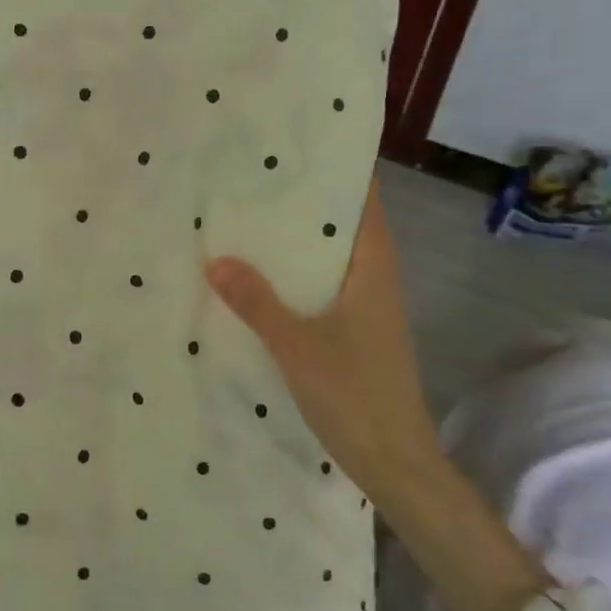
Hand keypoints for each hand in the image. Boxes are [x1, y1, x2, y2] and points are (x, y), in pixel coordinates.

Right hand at [206, 181, 443, 504]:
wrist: (395, 462)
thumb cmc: (355, 394)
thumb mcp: (297, 346)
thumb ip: (256, 302)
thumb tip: (215, 259)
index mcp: (372, 270)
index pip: (363, 204)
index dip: (338, 172)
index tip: (298, 147)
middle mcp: (373, 280)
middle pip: (342, 226)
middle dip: (305, 202)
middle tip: (256, 178)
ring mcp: (365, 308)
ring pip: (330, 258)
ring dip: (298, 240)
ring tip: (249, 218)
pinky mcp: (354, 332)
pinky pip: (322, 287)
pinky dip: (295, 274)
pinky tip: (259, 278)